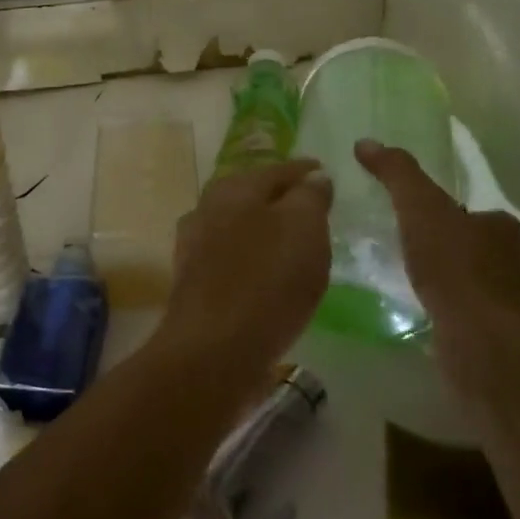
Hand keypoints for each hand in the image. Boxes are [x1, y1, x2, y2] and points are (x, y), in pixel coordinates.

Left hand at [159, 161, 332, 384]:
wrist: (213, 349)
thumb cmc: (266, 280)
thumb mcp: (303, 228)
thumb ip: (310, 197)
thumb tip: (313, 176)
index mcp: (234, 188)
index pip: (277, 169)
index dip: (304, 170)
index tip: (324, 172)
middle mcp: (207, 208)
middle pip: (253, 194)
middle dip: (281, 197)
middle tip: (312, 206)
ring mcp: (196, 245)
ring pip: (239, 225)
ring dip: (265, 228)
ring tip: (295, 241)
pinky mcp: (195, 281)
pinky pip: (233, 257)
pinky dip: (253, 257)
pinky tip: (269, 274)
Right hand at [353, 139, 519, 381]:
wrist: (485, 345)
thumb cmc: (458, 268)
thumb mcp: (420, 207)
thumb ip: (397, 174)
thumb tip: (366, 142)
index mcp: (504, 228)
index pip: (471, 211)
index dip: (441, 210)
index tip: (409, 215)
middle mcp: (514, 263)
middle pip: (470, 246)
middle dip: (439, 246)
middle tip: (397, 244)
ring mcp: (506, 305)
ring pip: (466, 283)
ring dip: (439, 280)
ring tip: (398, 277)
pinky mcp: (493, 339)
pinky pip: (459, 315)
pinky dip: (439, 310)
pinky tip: (413, 311)